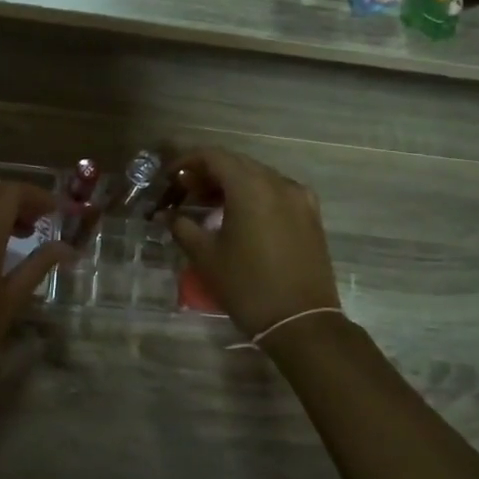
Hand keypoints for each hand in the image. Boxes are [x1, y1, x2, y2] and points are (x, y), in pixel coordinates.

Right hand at [159, 148, 339, 335]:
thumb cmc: (247, 286)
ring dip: (231, 183)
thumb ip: (182, 227)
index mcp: (251, 187)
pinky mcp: (310, 215)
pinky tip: (240, 216)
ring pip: (258, 176)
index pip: (214, 156)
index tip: (170, 177)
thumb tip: (168, 215)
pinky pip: (276, 192)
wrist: (301, 322)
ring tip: (208, 205)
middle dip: (208, 172)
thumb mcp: (206, 256)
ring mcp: (299, 198)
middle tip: (185, 191)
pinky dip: (254, 195)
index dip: (187, 161)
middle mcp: (278, 183)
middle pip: (237, 163)